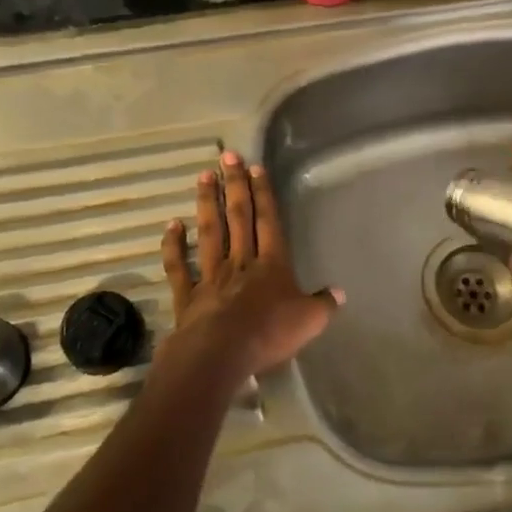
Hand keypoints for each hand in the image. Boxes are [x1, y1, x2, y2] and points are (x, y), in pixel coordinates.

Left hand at [157, 151, 341, 385]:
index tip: (255, 168)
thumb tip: (340, 292)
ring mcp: (210, 275)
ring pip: (209, 232)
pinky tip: (171, 225)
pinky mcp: (187, 295)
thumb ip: (324, 304)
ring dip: (207, 204)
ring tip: (204, 176)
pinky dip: (173, 245)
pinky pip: (179, 266)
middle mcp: (240, 261)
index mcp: (271, 264)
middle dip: (235, 185)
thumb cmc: (268, 334)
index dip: (263, 194)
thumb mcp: (309, 321)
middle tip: (228, 157)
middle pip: (238, 217)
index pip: (268, 222)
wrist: (219, 355)